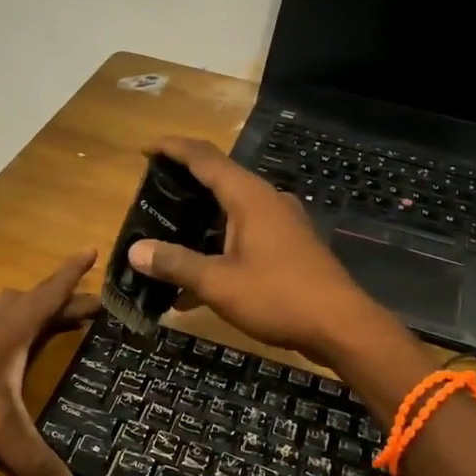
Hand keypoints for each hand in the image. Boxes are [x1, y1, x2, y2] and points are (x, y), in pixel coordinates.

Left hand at [0, 250, 99, 475]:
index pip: (52, 292)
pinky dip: (10, 326)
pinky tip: (5, 346)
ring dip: (34, 309)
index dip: (74, 272)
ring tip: (51, 318)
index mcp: (13, 327)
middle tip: (93, 305)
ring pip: (9, 309)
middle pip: (36, 301)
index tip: (93, 248)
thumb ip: (34, 464)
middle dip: (65, 300)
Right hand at [125, 138, 385, 361]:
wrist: (341, 326)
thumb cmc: (278, 297)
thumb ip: (175, 263)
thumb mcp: (218, 283)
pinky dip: (219, 248)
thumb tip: (135, 251)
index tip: (145, 150)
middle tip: (151, 196)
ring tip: (168, 238)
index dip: (172, 149)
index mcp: (249, 197)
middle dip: (184, 186)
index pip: (204, 157)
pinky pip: (245, 235)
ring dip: (200, 222)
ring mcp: (282, 223)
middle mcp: (267, 201)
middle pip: (219, 180)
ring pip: (231, 212)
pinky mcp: (290, 247)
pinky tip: (197, 284)